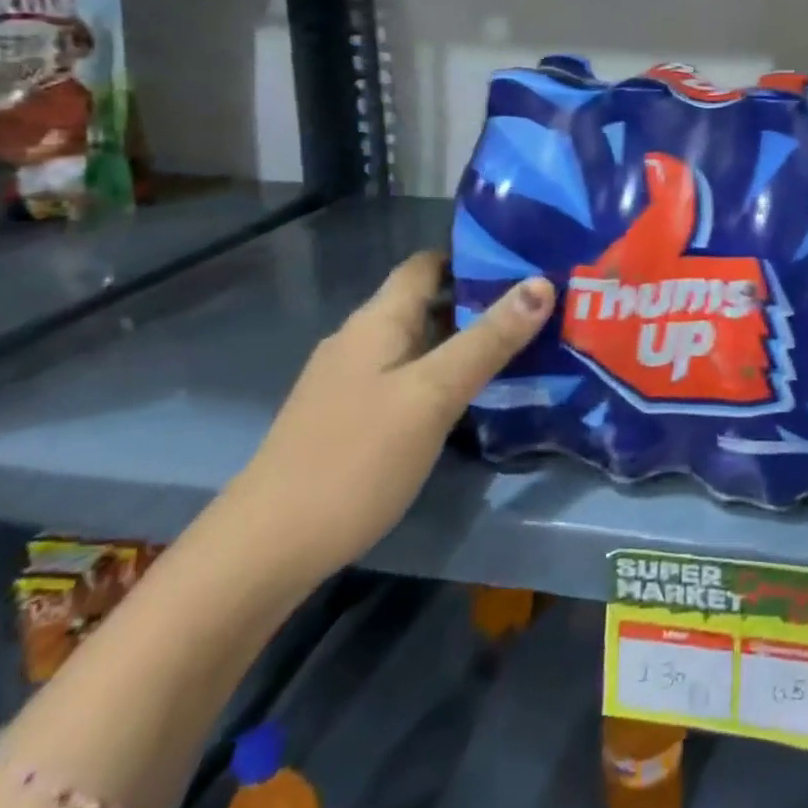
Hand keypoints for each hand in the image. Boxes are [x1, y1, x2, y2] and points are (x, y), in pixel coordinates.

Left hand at [225, 252, 553, 591]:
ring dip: (464, 339)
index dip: (474, 256)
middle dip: (481, 300)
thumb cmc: (355, 459)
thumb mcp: (433, 395)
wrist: (264, 551)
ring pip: (419, 342)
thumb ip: (488, 339)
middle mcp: (361, 340)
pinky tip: (472, 396)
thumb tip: (542, 283)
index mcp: (377, 320)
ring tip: (522, 347)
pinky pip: (407, 377)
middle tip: (541, 309)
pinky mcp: (350, 418)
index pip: (427, 264)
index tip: (527, 263)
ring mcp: (351, 381)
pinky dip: (442, 374)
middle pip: (426, 301)